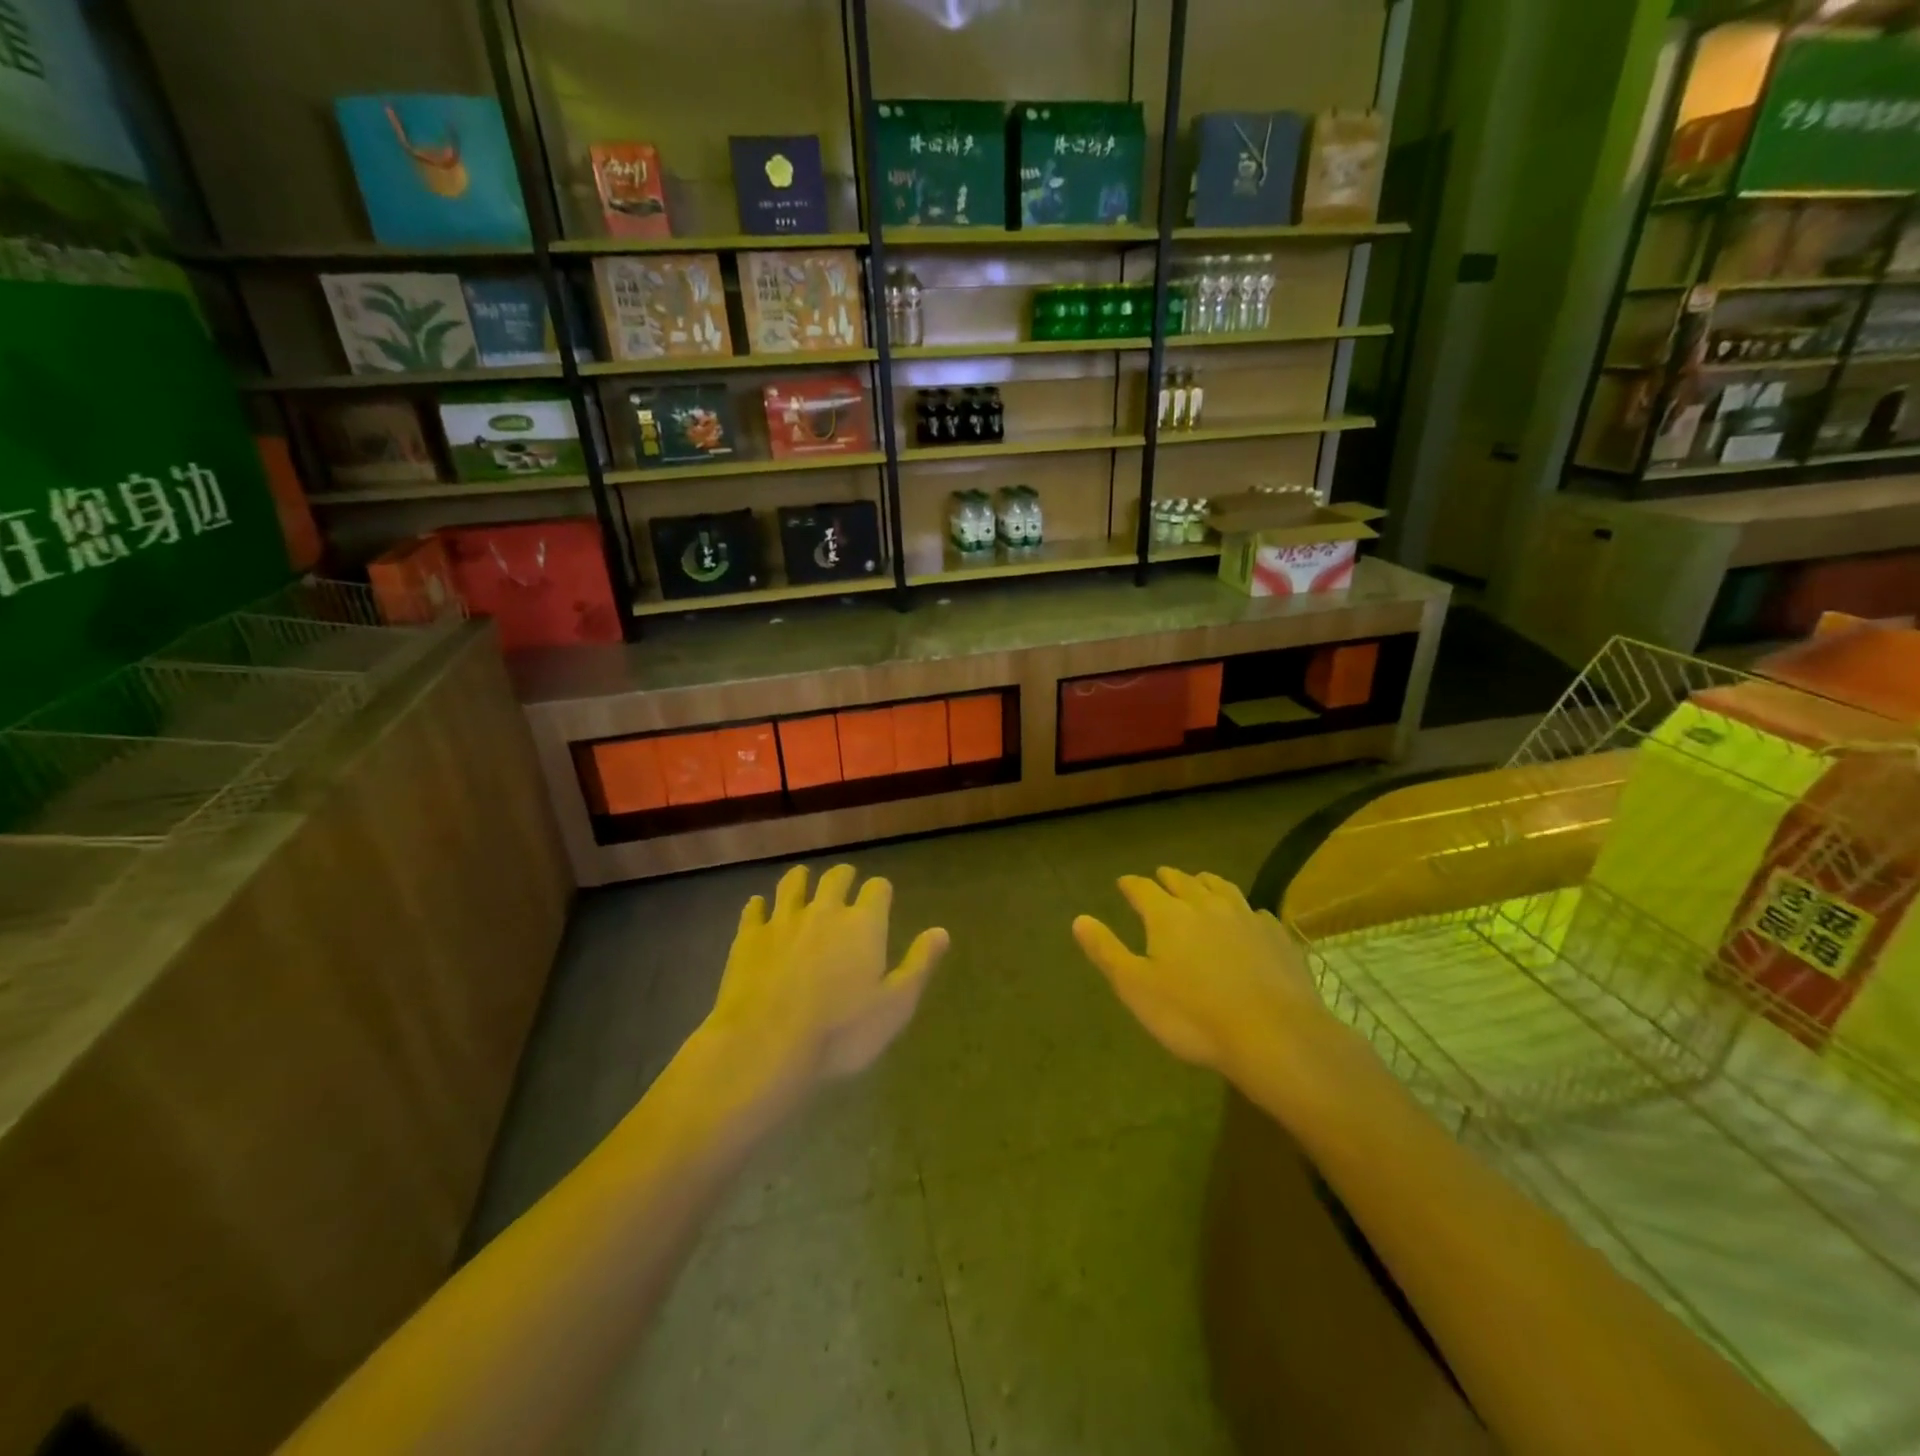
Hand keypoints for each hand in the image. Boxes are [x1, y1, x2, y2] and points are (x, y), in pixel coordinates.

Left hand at [706, 864, 948, 1094]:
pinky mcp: (749, 937)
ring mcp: (783, 920)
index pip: (878, 889)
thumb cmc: (840, 1032)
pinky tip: (759, 907)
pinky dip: (759, 905)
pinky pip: (754, 909)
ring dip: (801, 879)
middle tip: (844, 883)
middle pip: (836, 878)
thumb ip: (918, 964)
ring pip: (793, 884)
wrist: (766, 1045)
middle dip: (844, 877)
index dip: (881, 891)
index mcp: (863, 924)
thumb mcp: (895, 1006)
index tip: (881, 898)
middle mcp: (825, 911)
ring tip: (803, 879)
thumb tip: (941, 932)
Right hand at [1072, 868, 1335, 1088]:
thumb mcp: (1136, 988)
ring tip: (1199, 883)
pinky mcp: (1276, 934)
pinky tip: (1244, 918)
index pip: (1142, 888)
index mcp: (1167, 915)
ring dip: (1204, 882)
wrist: (1275, 1035)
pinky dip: (1240, 907)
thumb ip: (1106, 951)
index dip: (1130, 885)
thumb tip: (1079, 919)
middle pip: (1182, 881)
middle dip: (1167, 878)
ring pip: (1220, 887)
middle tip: (1159, 877)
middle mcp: (1205, 905)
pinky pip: (1253, 910)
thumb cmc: (1193, 1016)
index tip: (1123, 883)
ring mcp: (1245, 916)